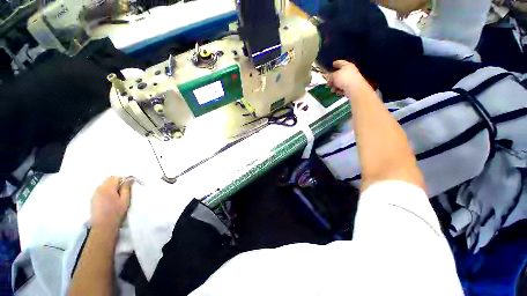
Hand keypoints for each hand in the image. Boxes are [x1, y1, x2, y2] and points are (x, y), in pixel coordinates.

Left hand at [90, 176, 131, 230]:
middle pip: (108, 180)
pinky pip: (100, 190)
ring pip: (104, 185)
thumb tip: (129, 179)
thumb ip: (126, 188)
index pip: (115, 177)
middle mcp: (99, 189)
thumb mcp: (125, 200)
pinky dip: (106, 191)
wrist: (103, 226)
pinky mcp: (93, 199)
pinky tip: (109, 200)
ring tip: (116, 196)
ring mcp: (94, 194)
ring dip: (111, 187)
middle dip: (116, 182)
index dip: (122, 179)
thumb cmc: (116, 212)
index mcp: (108, 188)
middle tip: (122, 191)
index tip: (127, 185)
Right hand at [327, 60, 371, 97]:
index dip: (336, 63)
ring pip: (339, 83)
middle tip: (328, 83)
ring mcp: (351, 80)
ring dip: (335, 86)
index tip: (333, 64)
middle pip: (339, 75)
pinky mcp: (351, 87)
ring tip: (333, 89)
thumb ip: (330, 76)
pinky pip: (342, 88)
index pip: (340, 62)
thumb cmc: (345, 79)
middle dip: (333, 79)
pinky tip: (338, 91)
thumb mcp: (334, 76)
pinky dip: (339, 90)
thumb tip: (328, 77)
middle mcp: (350, 71)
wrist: (354, 89)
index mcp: (347, 65)